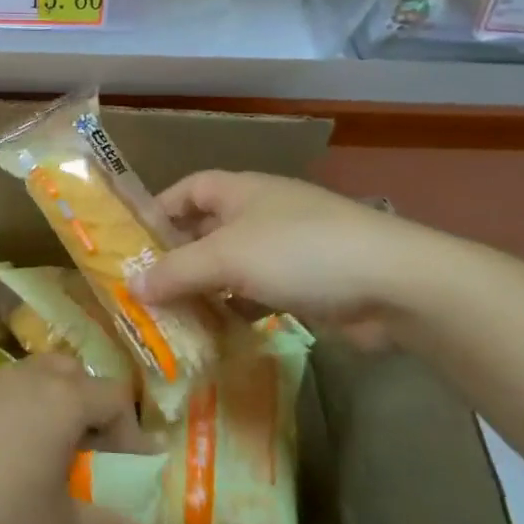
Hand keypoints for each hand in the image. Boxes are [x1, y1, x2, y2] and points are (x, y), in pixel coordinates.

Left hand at [0, 355, 149, 523]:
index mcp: (63, 400)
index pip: (114, 396)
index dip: (128, 430)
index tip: (122, 466)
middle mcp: (28, 375)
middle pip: (72, 373)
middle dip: (85, 404)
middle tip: (80, 449)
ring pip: (28, 376)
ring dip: (42, 403)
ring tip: (32, 450)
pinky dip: (1, 409)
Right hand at [134, 170, 452, 348]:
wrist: (394, 283)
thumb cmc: (299, 251)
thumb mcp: (227, 257)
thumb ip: (176, 271)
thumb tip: (130, 285)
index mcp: (240, 190)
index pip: (187, 189)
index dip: (158, 210)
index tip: (131, 243)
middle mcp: (260, 213)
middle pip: (206, 230)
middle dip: (177, 258)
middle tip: (143, 290)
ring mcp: (286, 249)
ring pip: (231, 266)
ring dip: (205, 289)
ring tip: (170, 317)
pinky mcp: (306, 284)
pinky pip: (257, 293)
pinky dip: (236, 309)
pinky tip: (217, 333)